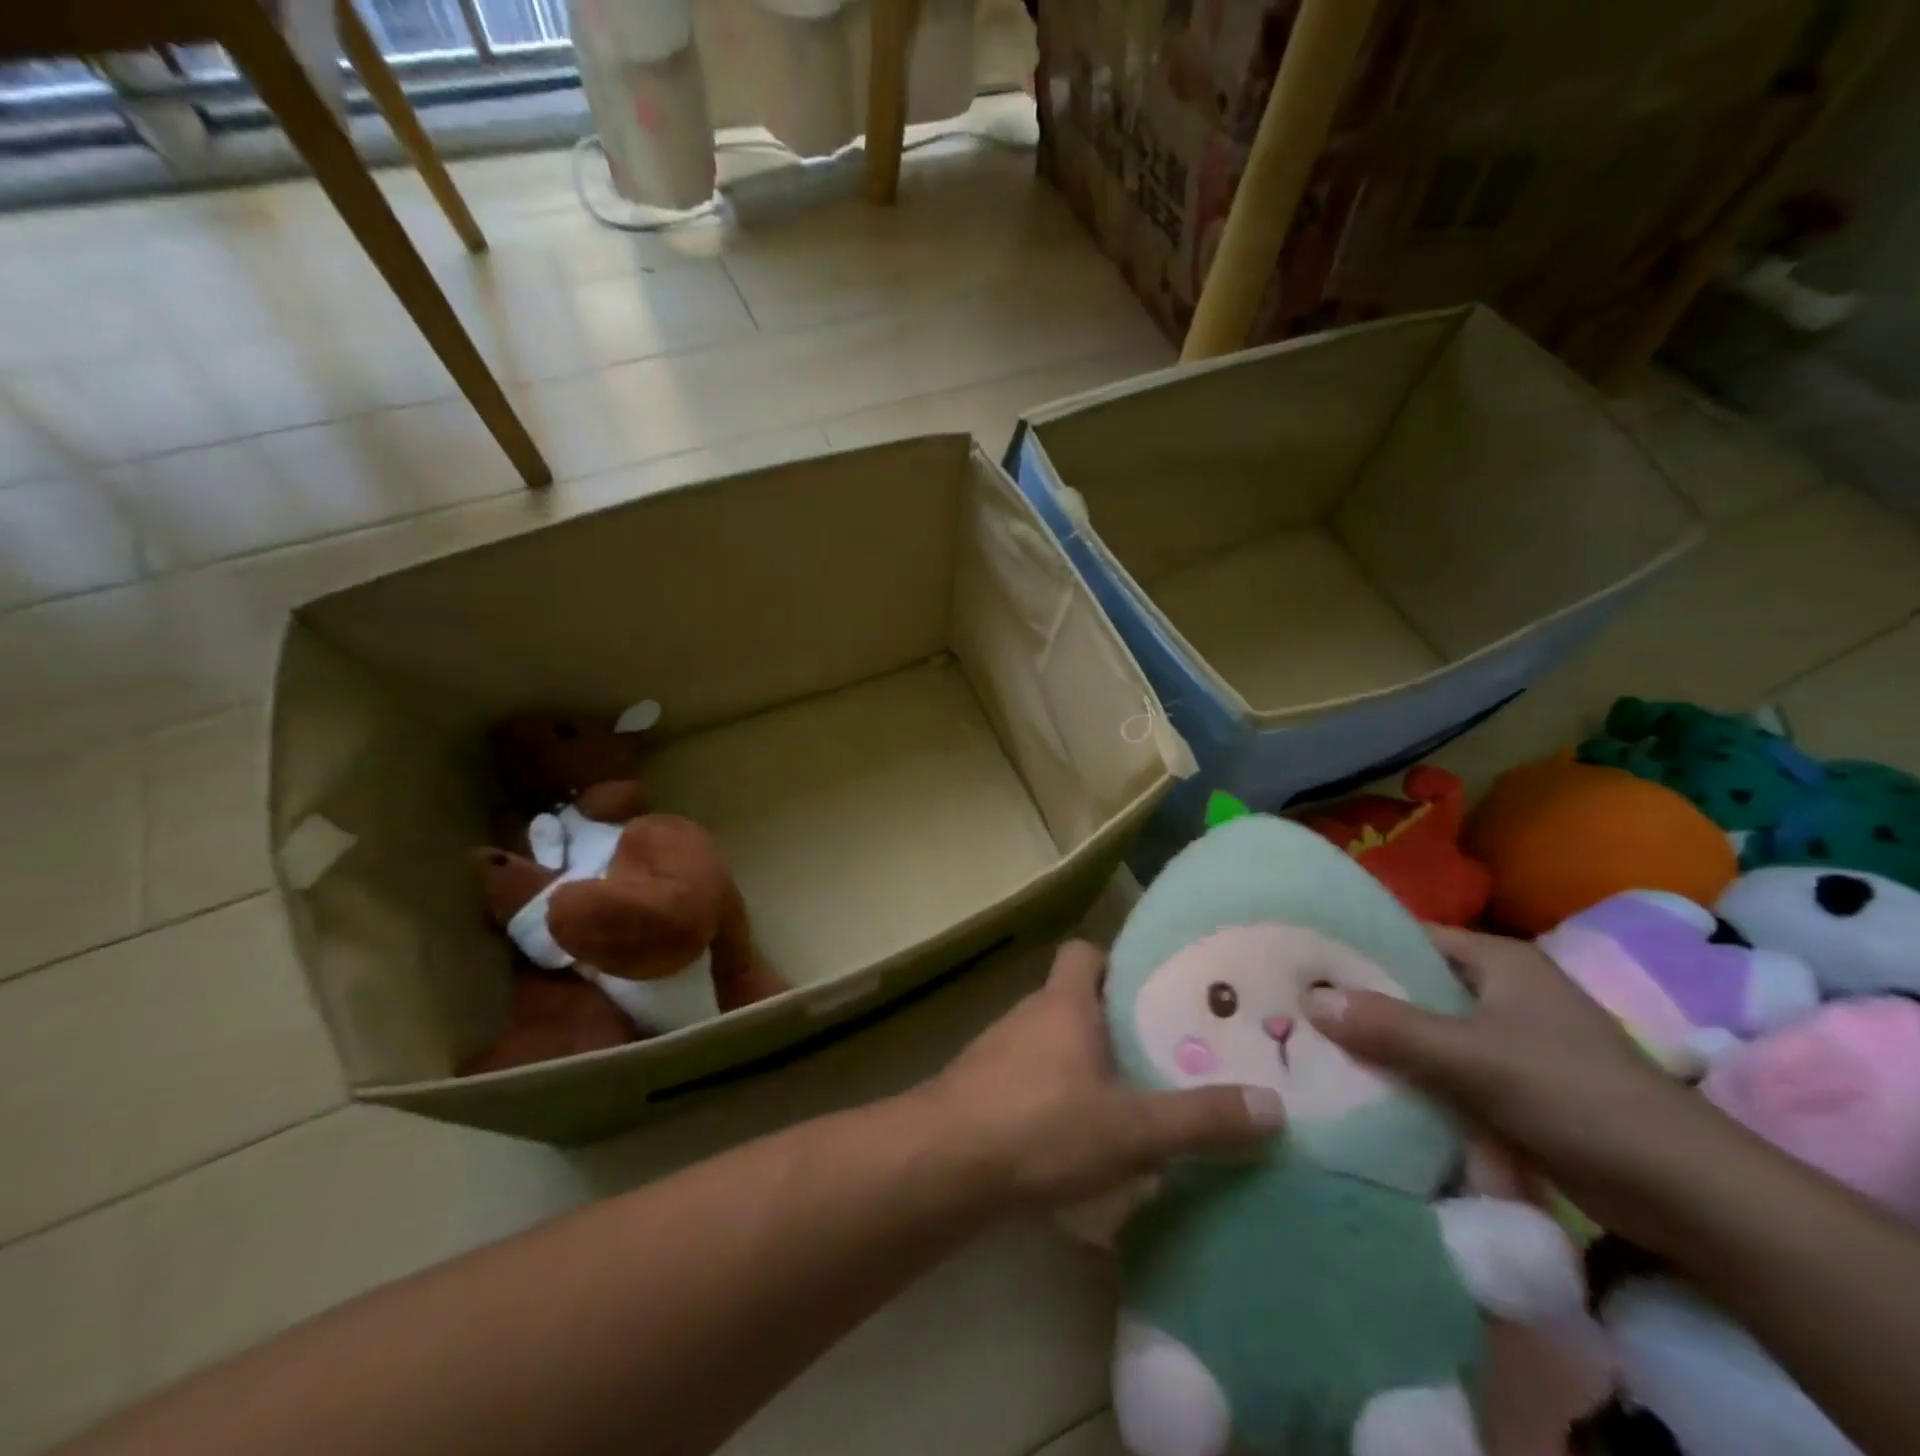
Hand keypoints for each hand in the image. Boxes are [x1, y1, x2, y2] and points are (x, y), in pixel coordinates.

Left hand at [923, 940, 1282, 1208]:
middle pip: (1071, 999)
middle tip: (1156, 1054)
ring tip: (1123, 1100)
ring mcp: (997, 1052)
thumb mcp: (1131, 1128)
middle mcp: (1028, 1015)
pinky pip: (1025, 1080)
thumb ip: (1200, 1118)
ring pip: (1047, 1042)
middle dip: (1110, 1022)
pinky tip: (1072, 1141)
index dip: (1114, 961)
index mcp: (1063, 1003)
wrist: (943, 1162)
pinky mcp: (978, 1090)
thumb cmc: (1042, 1124)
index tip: (1150, 989)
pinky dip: (1050, 1097)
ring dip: (1079, 1063)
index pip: (1084, 952)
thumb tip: (1273, 1107)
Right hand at [1303, 925, 1710, 1238]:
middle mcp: (1502, 991)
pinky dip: (1412, 1077)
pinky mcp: (1515, 1086)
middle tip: (1295, 1004)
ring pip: (1427, 1030)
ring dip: (1384, 1042)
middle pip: (1414, 985)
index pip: (1409, 936)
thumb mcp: (1474, 1058)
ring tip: (1316, 1044)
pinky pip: (1446, 1070)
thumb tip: (1309, 998)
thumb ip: (1392, 1027)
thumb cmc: (1578, 1098)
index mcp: (1499, 961)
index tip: (1300, 958)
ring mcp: (1510, 1040)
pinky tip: (1367, 1087)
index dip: (1356, 944)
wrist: (1688, 1196)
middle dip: (1361, 998)